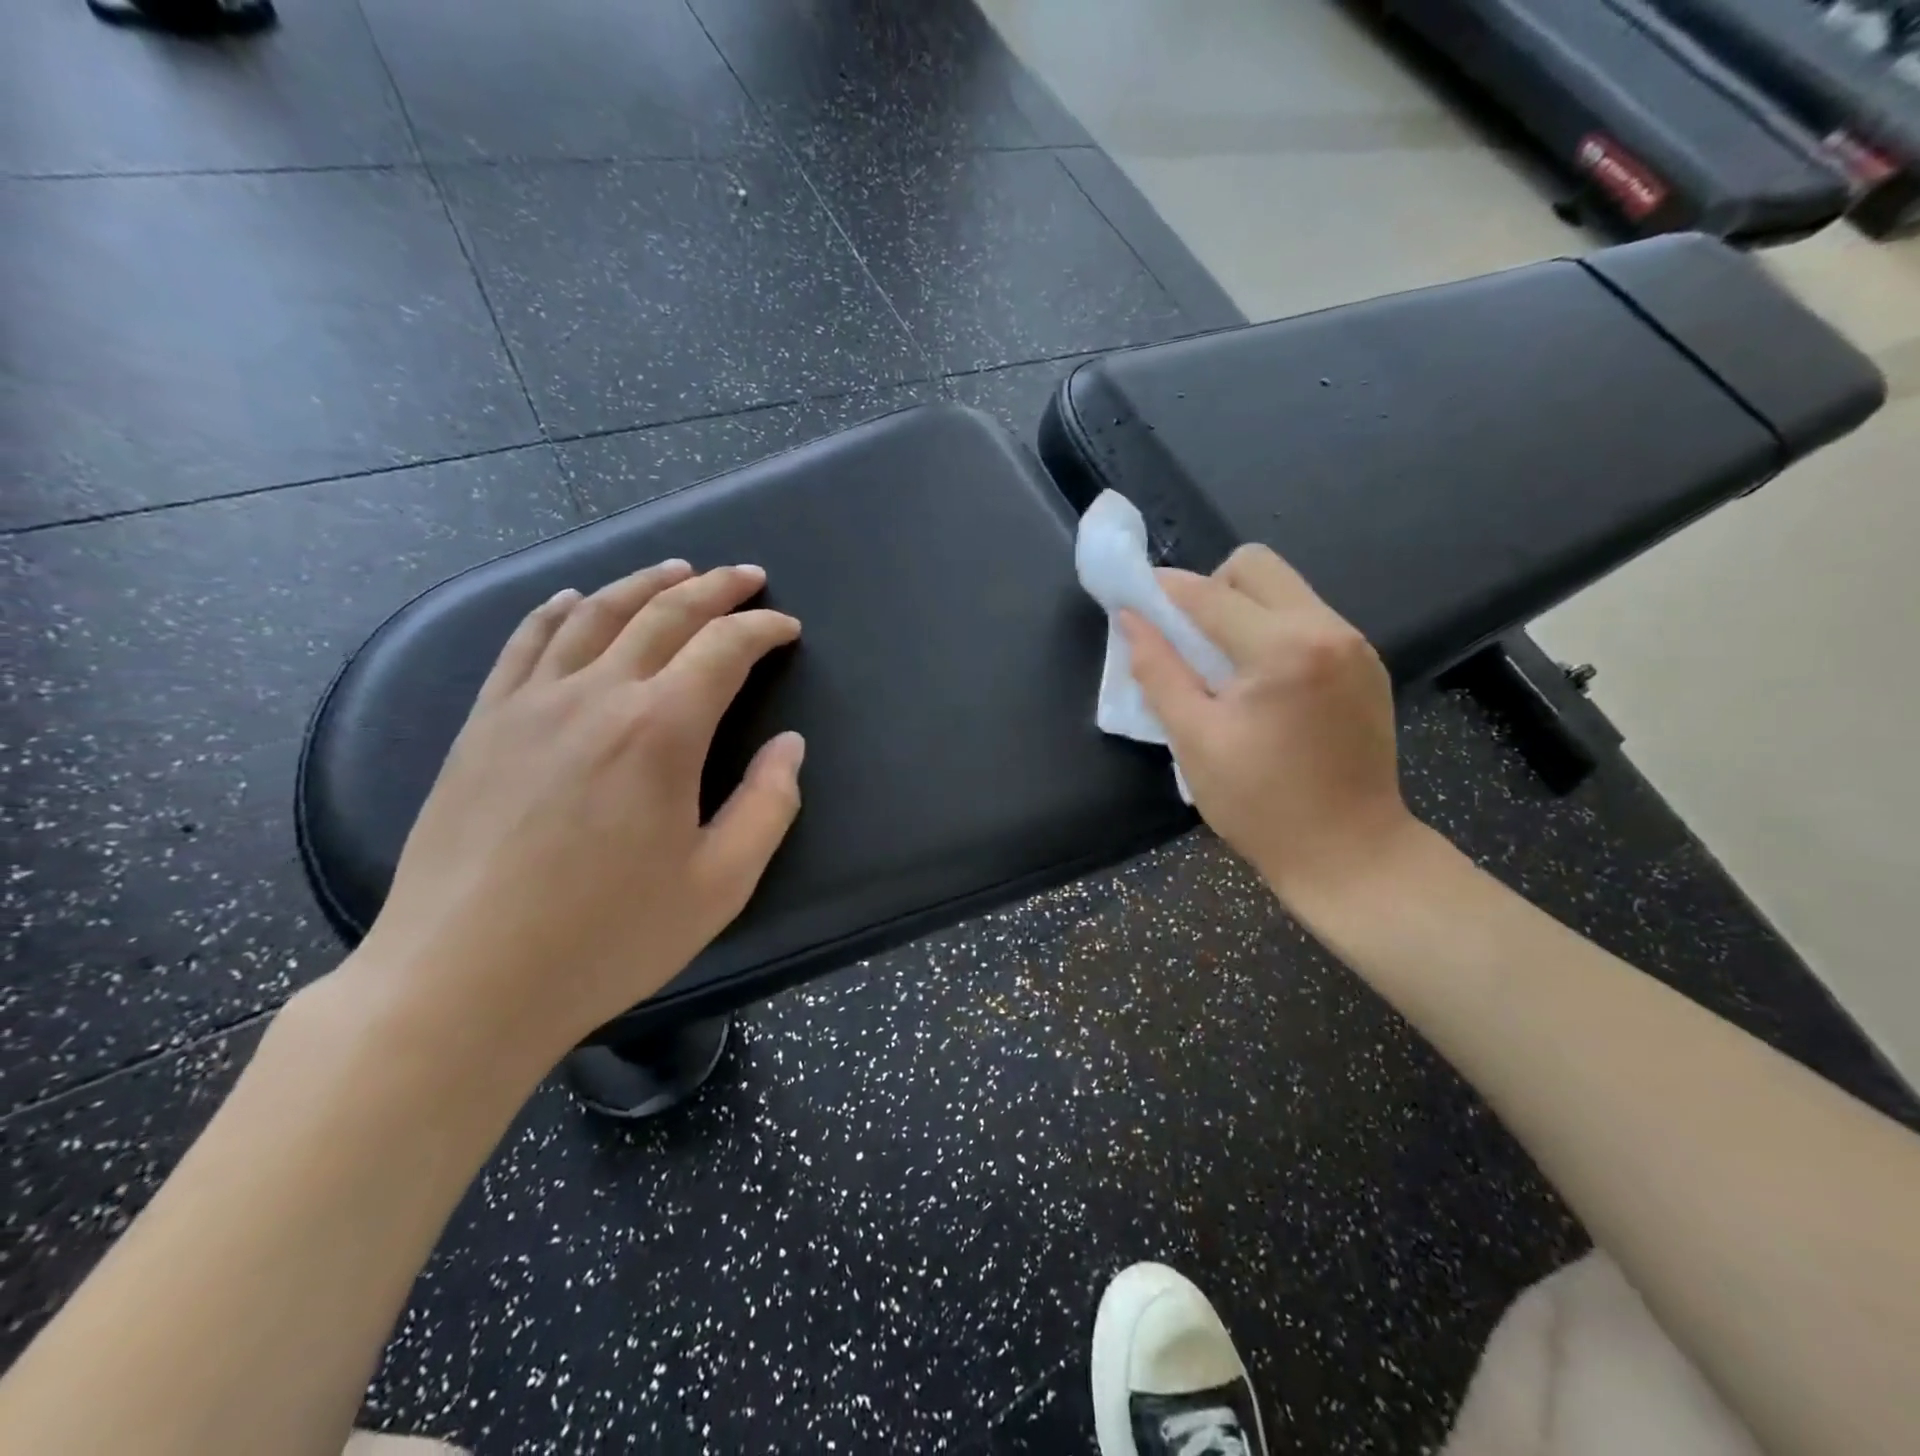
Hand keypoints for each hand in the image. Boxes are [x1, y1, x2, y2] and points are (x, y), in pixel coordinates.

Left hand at [352, 560, 804, 1067]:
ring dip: (644, 584)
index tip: (788, 628)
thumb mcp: (719, 886)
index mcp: (662, 731)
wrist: (460, 981)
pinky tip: (574, 600)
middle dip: (715, 587)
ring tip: (677, 569)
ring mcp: (530, 703)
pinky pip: (525, 642)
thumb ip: (768, 806)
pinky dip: (559, 609)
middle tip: (747, 576)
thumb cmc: (606, 939)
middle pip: (664, 613)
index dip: (763, 630)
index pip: (724, 648)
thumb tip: (790, 746)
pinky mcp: (484, 724)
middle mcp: (597, 695)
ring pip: (595, 614)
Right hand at [1120, 544, 1415, 908]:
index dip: (1163, 590)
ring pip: (1285, 589)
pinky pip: (1309, 618)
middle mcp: (1327, 629)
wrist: (1351, 852)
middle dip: (1210, 588)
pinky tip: (1262, 681)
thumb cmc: (1260, 804)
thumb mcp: (1194, 739)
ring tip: (1223, 663)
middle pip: (1256, 566)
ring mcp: (1355, 644)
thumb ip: (1158, 670)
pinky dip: (1273, 630)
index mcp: (1283, 649)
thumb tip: (1130, 619)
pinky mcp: (1367, 664)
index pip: (1209, 594)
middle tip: (1188, 637)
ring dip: (1242, 609)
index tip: (1132, 596)